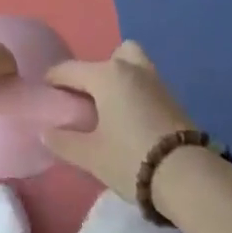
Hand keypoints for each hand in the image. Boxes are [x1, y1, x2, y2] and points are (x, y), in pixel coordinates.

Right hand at [44, 40, 193, 201]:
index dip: (53, 79)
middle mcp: (130, 68)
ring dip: (118, 78)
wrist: (187, 176)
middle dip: (94, 72)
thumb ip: (63, 141)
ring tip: (108, 108)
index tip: (44, 92)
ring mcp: (155, 80)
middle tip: (85, 100)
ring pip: (132, 64)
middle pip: (108, 57)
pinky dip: (134, 91)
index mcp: (106, 75)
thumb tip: (45, 132)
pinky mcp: (172, 97)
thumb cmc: (130, 159)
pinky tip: (128, 118)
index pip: (70, 69)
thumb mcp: (90, 156)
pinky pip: (145, 82)